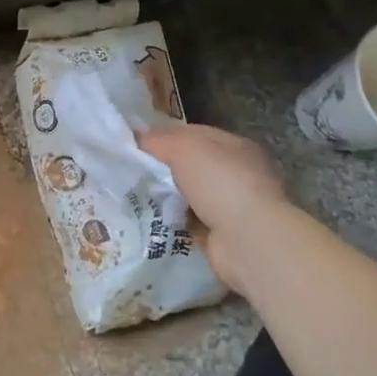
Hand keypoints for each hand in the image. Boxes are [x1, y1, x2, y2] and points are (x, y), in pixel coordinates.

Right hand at [137, 123, 292, 291]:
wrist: (249, 242)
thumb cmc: (222, 183)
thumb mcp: (185, 149)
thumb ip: (159, 140)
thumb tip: (137, 136)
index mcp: (235, 147)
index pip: (194, 134)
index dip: (164, 136)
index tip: (134, 142)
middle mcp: (236, 174)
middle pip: (189, 165)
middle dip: (161, 167)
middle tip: (127, 168)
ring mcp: (230, 206)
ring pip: (186, 194)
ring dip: (164, 194)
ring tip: (129, 192)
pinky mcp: (220, 235)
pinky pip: (186, 221)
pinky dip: (170, 219)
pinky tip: (146, 216)